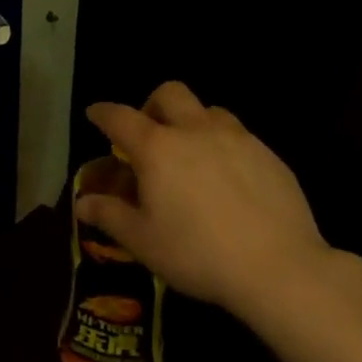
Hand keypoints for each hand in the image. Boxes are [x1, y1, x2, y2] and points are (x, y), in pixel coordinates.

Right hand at [78, 81, 335, 320]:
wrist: (279, 268)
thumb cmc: (198, 254)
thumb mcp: (143, 241)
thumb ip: (110, 215)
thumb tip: (82, 202)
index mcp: (158, 148)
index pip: (120, 118)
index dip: (103, 113)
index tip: (95, 114)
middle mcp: (195, 131)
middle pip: (170, 94)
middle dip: (153, 105)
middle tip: (151, 134)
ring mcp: (237, 138)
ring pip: (209, 110)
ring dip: (193, 123)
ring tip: (193, 155)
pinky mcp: (268, 155)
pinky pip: (239, 136)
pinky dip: (224, 146)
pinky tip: (229, 181)